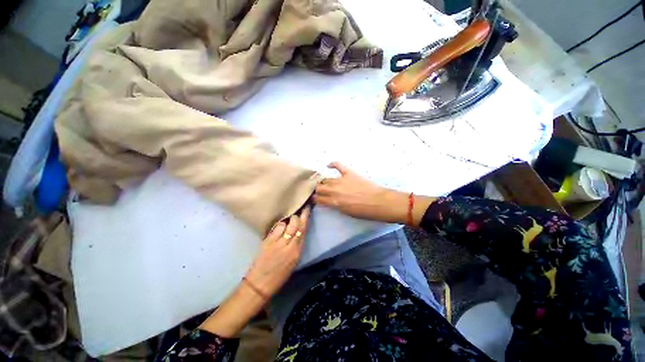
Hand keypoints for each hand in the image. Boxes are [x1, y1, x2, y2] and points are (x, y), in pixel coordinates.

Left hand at [244, 207, 310, 297]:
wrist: (260, 284)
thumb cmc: (279, 275)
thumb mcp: (294, 261)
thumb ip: (296, 245)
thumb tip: (298, 231)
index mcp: (297, 251)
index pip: (304, 230)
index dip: (306, 217)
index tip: (307, 208)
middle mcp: (290, 245)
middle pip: (296, 224)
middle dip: (297, 215)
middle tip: (297, 209)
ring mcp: (278, 243)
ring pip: (286, 224)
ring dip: (287, 220)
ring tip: (286, 220)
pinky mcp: (267, 242)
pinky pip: (276, 228)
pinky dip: (279, 225)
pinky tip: (279, 226)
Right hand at [315, 162, 434, 225]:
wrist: (379, 202)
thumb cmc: (364, 211)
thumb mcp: (346, 212)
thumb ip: (335, 205)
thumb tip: (330, 201)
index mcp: (334, 202)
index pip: (318, 199)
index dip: (314, 198)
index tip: (313, 197)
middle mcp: (334, 190)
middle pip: (319, 187)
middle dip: (317, 189)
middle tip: (318, 190)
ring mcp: (341, 180)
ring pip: (326, 179)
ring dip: (323, 181)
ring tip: (323, 182)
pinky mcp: (349, 173)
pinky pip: (338, 165)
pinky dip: (333, 164)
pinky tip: (329, 165)